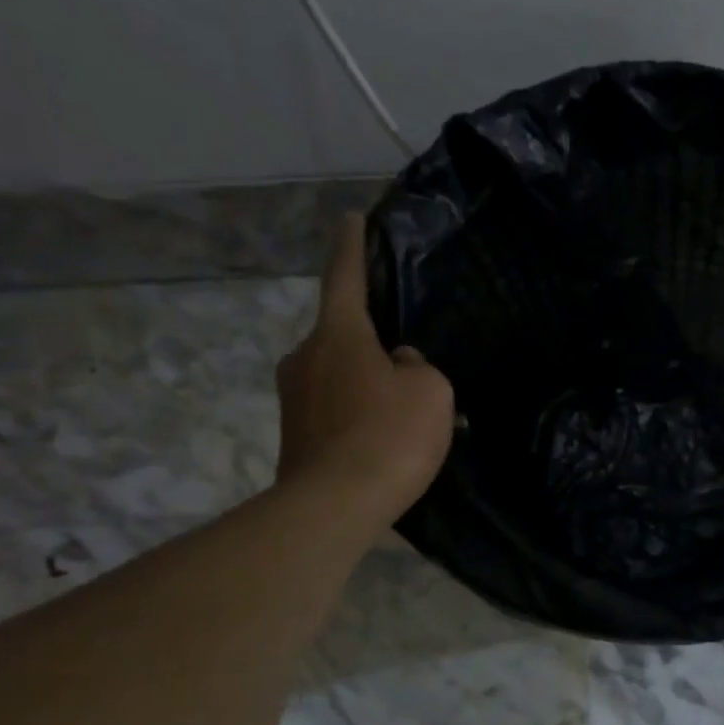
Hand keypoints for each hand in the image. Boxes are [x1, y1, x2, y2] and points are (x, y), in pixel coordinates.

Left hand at [275, 211, 455, 516]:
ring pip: (340, 375)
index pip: (345, 276)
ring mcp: (293, 397)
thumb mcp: (430, 392)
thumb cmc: (389, 436)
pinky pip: (335, 408)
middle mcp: (306, 356)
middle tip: (408, 362)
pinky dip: (358, 413)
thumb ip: (418, 367)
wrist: (334, 506)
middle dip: (372, 341)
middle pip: (344, 334)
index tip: (349, 218)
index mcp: (339, 334)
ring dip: (367, 383)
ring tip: (403, 410)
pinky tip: (384, 438)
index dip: (351, 246)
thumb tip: (397, 366)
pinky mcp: (294, 434)